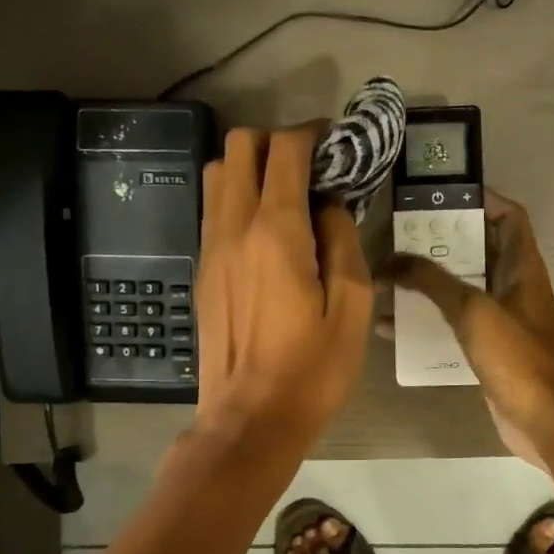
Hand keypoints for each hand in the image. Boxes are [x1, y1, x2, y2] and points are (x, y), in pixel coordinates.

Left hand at [195, 126, 372, 451]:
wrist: (249, 419)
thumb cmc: (311, 370)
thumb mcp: (352, 307)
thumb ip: (343, 240)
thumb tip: (329, 204)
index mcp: (276, 232)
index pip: (285, 150)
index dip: (312, 134)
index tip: (336, 143)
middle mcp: (234, 227)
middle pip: (239, 146)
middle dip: (277, 143)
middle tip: (312, 169)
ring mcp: (210, 248)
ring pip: (218, 174)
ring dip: (251, 168)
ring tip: (288, 197)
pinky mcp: (202, 270)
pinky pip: (213, 210)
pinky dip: (238, 199)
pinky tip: (267, 232)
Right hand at [382, 191, 553, 468]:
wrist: (547, 422)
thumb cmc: (519, 358)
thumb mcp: (473, 311)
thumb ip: (431, 282)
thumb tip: (390, 259)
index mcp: (522, 267)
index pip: (509, 216)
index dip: (482, 199)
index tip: (440, 198)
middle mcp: (513, 287)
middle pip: (477, 251)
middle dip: (439, 243)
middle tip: (397, 238)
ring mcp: (502, 320)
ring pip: (460, 290)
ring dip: (428, 284)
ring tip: (386, 278)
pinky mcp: (488, 351)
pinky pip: (453, 326)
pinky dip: (427, 323)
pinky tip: (391, 328)